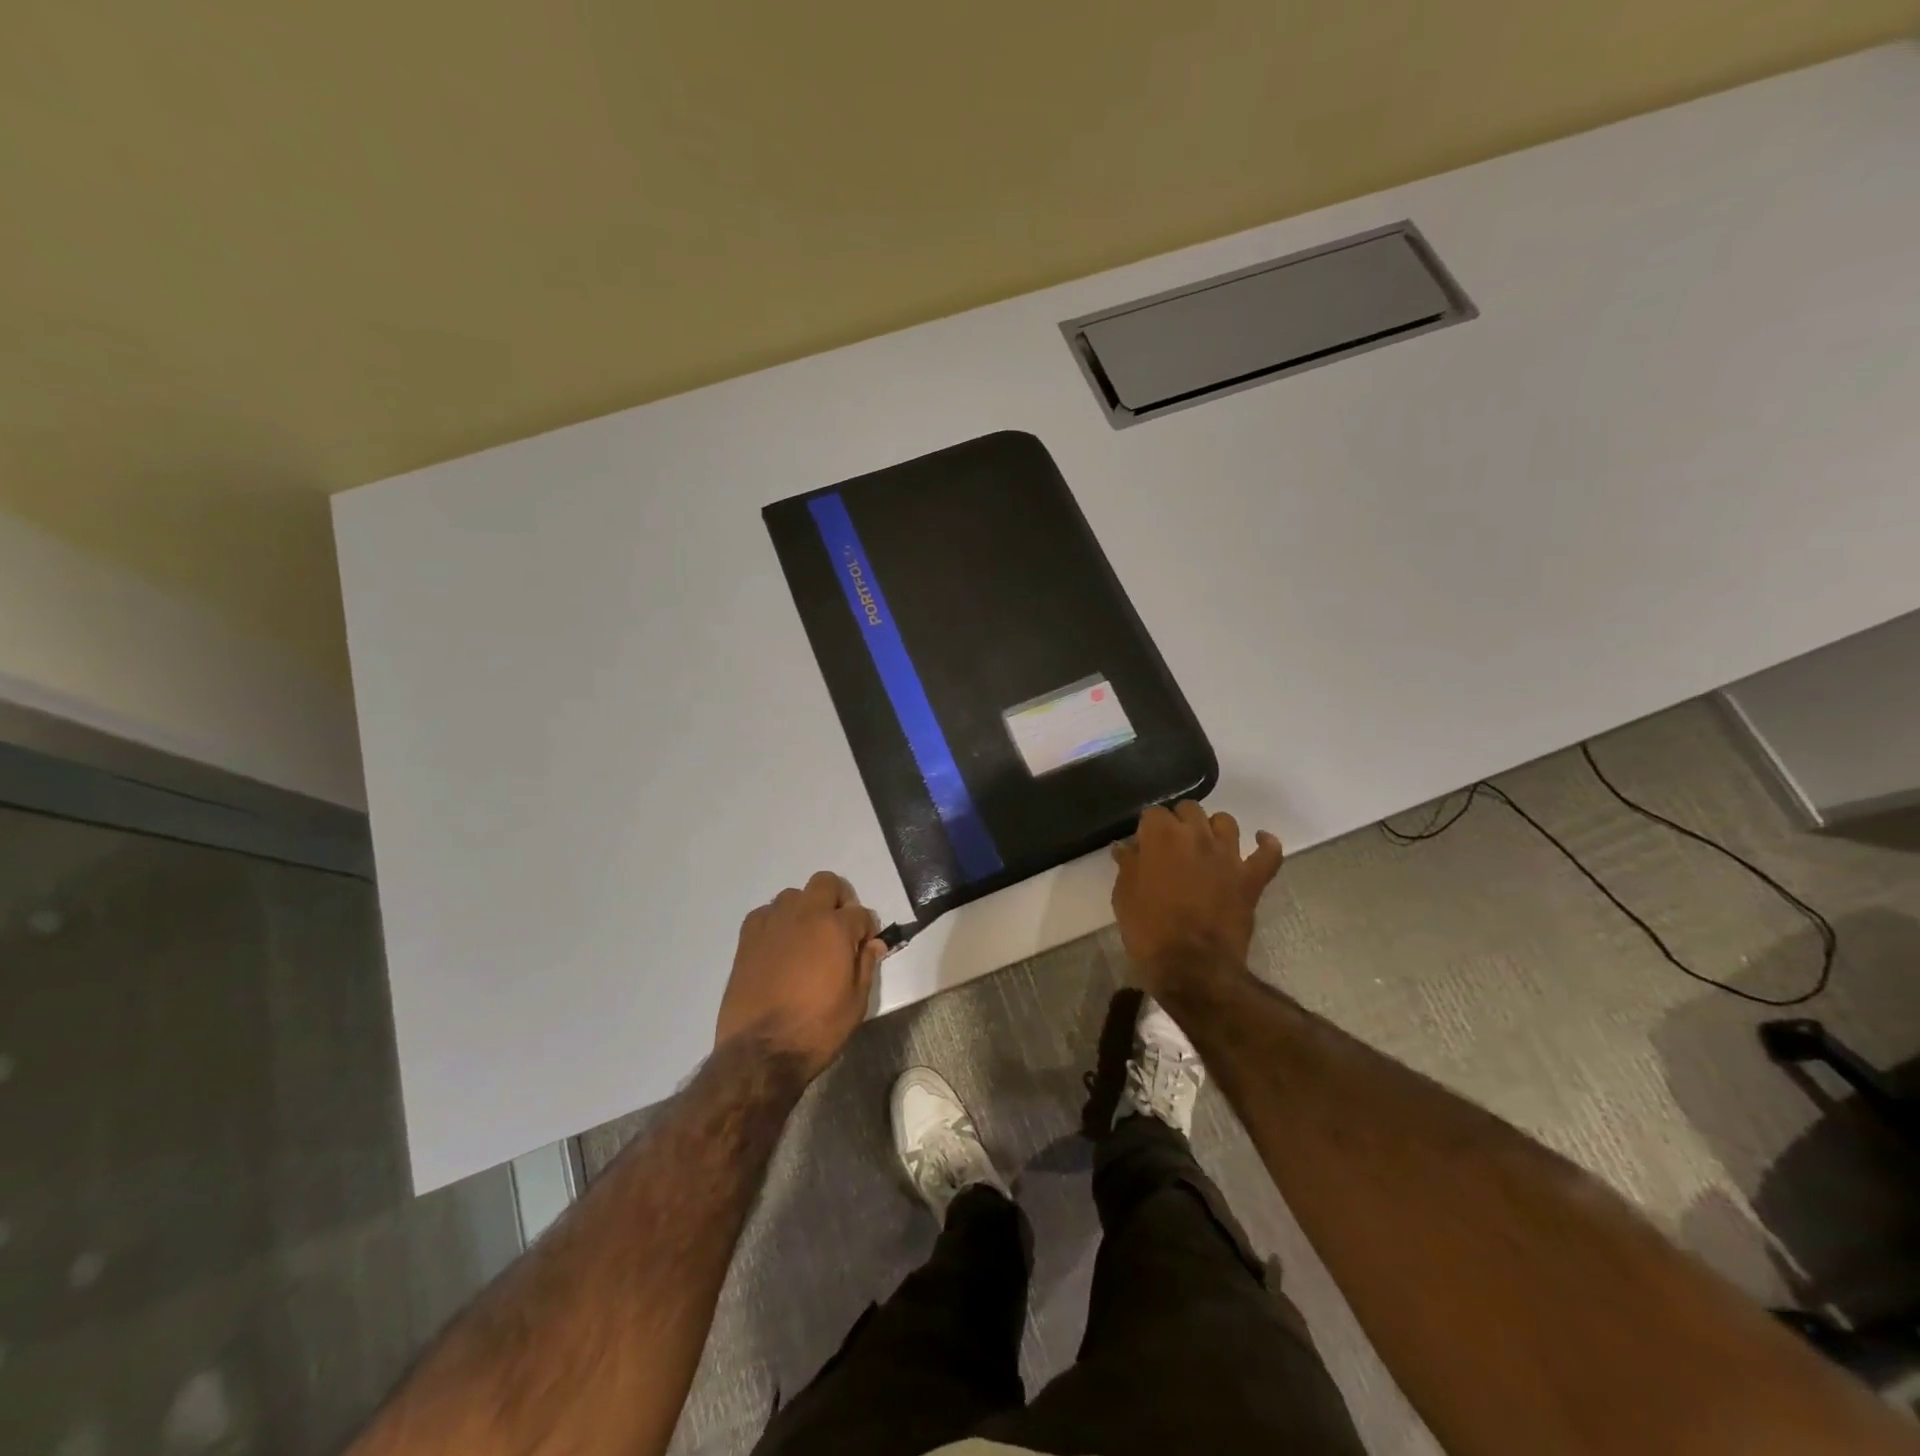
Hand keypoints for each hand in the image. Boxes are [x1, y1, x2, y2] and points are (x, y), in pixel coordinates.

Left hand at [716, 871, 881, 1079]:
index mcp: (835, 928)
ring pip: (793, 895)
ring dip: (805, 910)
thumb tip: (873, 944)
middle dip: (838, 899)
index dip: (867, 930)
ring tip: (807, 939)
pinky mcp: (747, 938)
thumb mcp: (856, 1003)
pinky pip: (765, 914)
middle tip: (839, 929)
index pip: (861, 913)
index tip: (865, 947)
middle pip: (826, 883)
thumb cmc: (816, 1029)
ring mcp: (772, 924)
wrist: (760, 1053)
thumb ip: (866, 965)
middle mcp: (804, 915)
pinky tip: (779, 947)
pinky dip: (776, 923)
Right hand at [1111, 802, 1283, 999]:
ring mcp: (1228, 855)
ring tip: (1205, 844)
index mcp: (1161, 836)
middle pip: (1190, 809)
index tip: (1142, 845)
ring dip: (1213, 828)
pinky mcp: (1251, 878)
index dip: (1147, 828)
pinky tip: (1260, 842)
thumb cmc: (1148, 930)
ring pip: (1225, 822)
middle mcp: (1197, 835)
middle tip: (1170, 846)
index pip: (1153, 813)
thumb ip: (1128, 866)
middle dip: (1179, 821)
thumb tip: (1126, 847)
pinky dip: (1266, 844)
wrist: (1191, 967)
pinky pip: (1269, 853)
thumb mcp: (1124, 896)